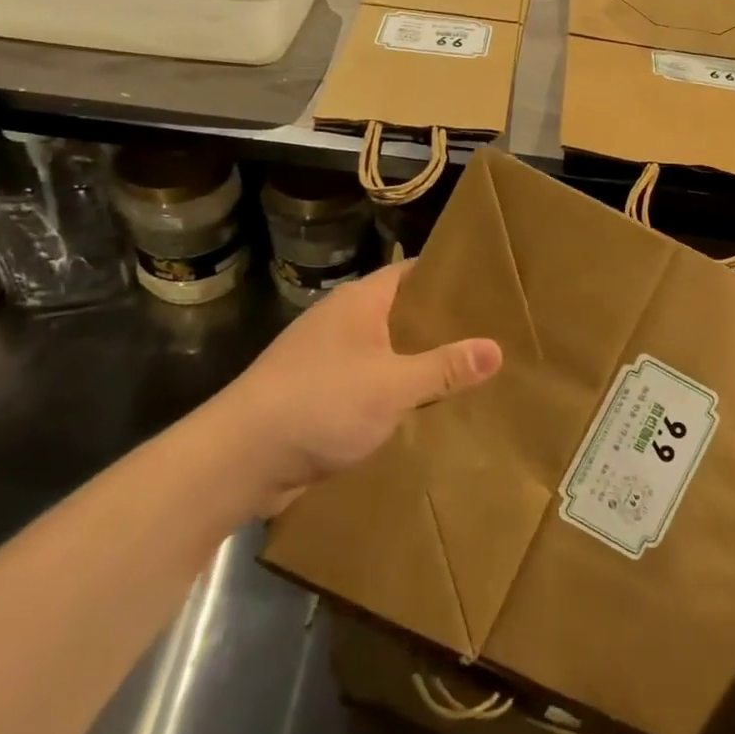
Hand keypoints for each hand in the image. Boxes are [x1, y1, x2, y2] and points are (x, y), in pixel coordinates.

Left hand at [209, 263, 501, 513]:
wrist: (238, 460)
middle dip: (440, 326)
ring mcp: (326, 359)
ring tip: (467, 373)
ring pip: (385, 352)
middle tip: (490, 334)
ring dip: (417, 363)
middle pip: (401, 313)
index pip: (412, 273)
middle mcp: (342, 322)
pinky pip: (368, 384)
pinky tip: (423, 411)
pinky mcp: (317, 395)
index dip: (448, 277)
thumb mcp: (392, 385)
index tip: (488, 287)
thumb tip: (496, 349)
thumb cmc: (318, 404)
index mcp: (359, 303)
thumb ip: (444, 367)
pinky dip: (394, 393)